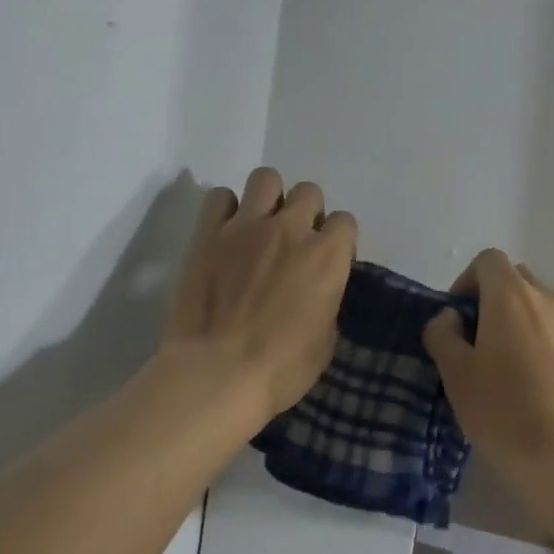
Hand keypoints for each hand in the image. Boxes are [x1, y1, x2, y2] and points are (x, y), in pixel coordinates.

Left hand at [164, 168, 356, 420]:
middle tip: (293, 242)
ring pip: (266, 178)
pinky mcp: (208, 233)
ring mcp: (246, 225)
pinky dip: (226, 208)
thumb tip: (319, 290)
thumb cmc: (280, 369)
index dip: (337, 240)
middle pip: (309, 192)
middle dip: (306, 213)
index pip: (345, 221)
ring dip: (269, 198)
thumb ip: (327, 300)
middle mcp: (290, 229)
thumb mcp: (326, 340)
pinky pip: (219, 197)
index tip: (327, 260)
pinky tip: (226, 231)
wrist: (216, 374)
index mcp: (327, 256)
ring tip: (261, 225)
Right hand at [422, 250, 553, 505]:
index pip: (489, 260)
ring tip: (516, 376)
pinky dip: (552, 350)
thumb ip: (444, 336)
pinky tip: (547, 394)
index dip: (468, 281)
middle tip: (482, 346)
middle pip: (519, 282)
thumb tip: (449, 318)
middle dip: (496, 303)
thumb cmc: (507, 416)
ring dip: (526, 327)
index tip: (459, 319)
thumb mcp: (457, 378)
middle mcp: (552, 300)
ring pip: (546, 311)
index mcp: (513, 297)